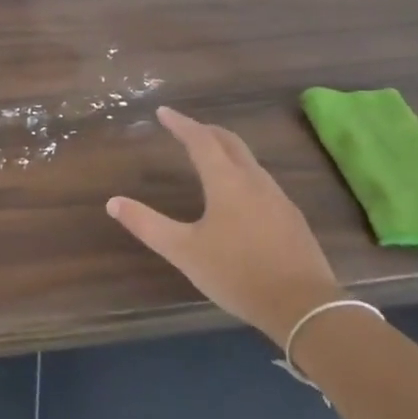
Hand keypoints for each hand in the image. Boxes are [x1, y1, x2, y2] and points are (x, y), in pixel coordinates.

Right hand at [107, 107, 344, 346]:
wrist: (304, 306)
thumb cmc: (237, 273)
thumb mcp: (184, 251)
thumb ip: (147, 225)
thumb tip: (113, 202)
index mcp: (226, 182)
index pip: (201, 140)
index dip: (181, 124)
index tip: (163, 112)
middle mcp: (254, 181)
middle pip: (230, 143)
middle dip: (206, 130)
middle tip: (186, 127)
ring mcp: (278, 199)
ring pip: (249, 162)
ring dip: (227, 150)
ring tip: (210, 155)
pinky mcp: (291, 218)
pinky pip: (262, 181)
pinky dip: (242, 172)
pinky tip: (239, 194)